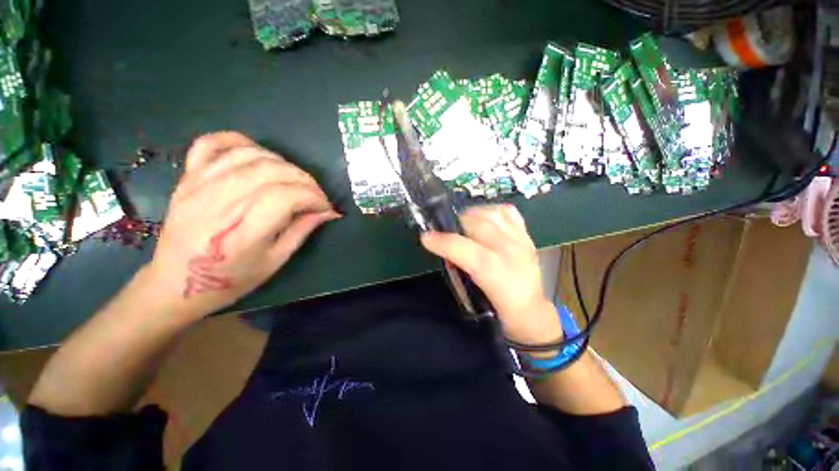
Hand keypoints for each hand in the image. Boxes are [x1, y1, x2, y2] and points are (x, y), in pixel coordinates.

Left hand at [143, 131, 339, 320]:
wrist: (175, 283)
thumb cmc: (231, 279)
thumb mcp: (275, 262)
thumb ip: (302, 231)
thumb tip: (327, 212)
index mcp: (242, 232)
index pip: (286, 196)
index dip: (314, 197)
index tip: (325, 207)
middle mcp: (219, 203)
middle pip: (272, 171)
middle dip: (305, 179)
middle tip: (315, 194)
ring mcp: (199, 185)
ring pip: (250, 155)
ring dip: (282, 163)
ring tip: (292, 179)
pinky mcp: (188, 177)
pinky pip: (211, 144)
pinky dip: (240, 142)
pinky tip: (257, 154)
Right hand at [420, 205, 561, 345]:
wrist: (530, 309)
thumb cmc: (497, 306)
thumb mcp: (472, 294)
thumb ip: (457, 267)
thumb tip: (444, 247)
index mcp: (495, 274)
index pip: (465, 249)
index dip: (442, 241)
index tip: (426, 238)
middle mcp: (510, 252)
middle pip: (478, 225)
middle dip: (455, 224)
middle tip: (446, 231)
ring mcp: (520, 240)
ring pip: (492, 213)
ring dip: (472, 215)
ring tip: (464, 224)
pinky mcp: (526, 235)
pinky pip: (507, 212)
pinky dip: (491, 211)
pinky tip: (484, 219)